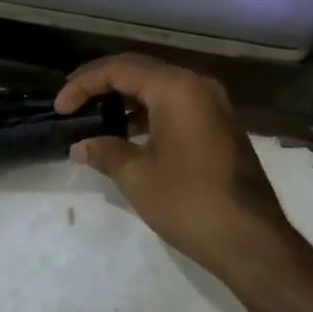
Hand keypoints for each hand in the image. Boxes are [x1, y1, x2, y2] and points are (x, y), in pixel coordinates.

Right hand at [56, 54, 295, 278]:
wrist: (253, 242)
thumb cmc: (190, 202)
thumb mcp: (137, 176)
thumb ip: (104, 152)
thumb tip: (80, 146)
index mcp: (177, 88)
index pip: (119, 69)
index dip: (83, 84)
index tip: (60, 107)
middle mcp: (197, 85)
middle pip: (139, 70)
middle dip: (101, 83)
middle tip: (72, 101)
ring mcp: (212, 104)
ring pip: (158, 86)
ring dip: (124, 97)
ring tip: (93, 115)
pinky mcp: (218, 124)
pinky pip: (174, 103)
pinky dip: (147, 110)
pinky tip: (126, 132)